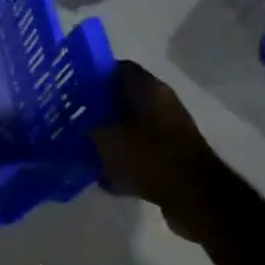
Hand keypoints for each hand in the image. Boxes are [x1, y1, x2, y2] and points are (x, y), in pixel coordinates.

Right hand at [91, 62, 228, 242]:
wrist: (192, 195)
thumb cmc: (148, 156)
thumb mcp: (106, 138)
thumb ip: (88, 127)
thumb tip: (78, 123)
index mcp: (149, 89)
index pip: (118, 69)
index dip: (94, 76)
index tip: (72, 87)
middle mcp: (163, 104)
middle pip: (124, 99)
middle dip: (99, 109)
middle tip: (73, 119)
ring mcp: (170, 132)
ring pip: (131, 127)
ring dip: (110, 137)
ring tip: (84, 147)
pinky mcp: (172, 157)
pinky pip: (141, 153)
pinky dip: (124, 161)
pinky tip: (104, 176)